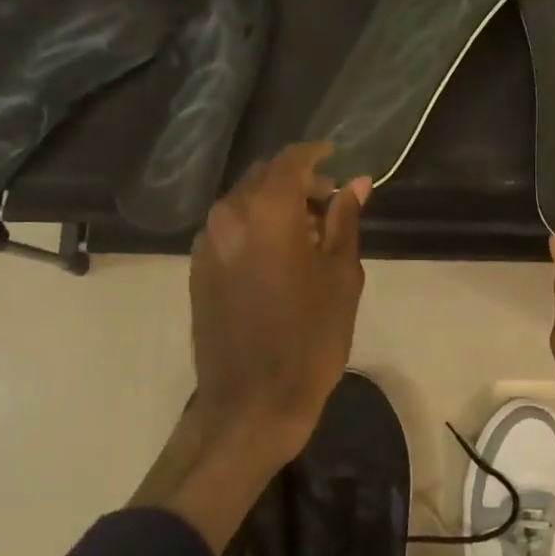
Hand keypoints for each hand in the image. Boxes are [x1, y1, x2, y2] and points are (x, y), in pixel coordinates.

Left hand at [189, 143, 370, 465]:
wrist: (252, 401)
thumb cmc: (311, 337)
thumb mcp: (341, 275)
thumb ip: (345, 220)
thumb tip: (356, 183)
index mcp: (267, 211)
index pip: (290, 160)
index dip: (315, 153)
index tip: (336, 157)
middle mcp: (229, 216)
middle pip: (262, 177)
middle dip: (296, 181)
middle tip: (329, 202)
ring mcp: (207, 243)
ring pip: (243, 202)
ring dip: (274, 204)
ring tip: (307, 233)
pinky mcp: (198, 269)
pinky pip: (229, 229)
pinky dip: (254, 227)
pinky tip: (278, 255)